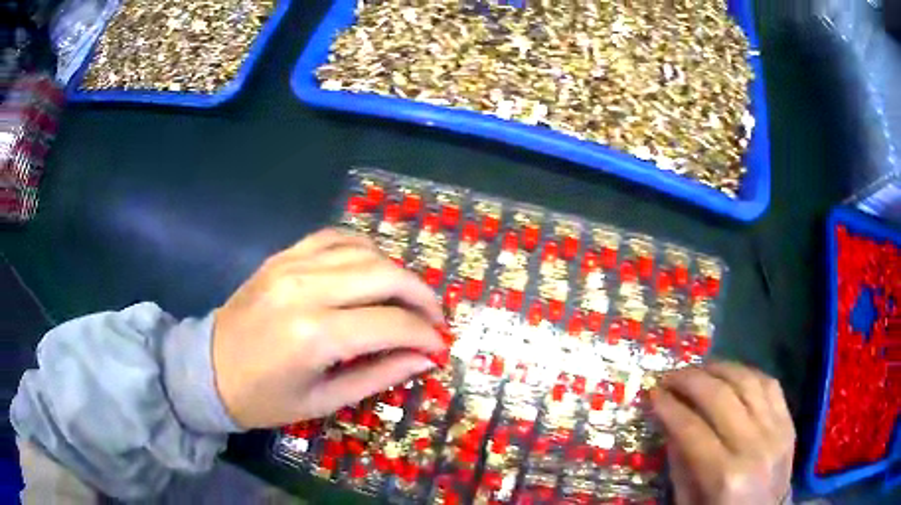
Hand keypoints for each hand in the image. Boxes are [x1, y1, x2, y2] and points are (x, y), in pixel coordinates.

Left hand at [212, 229, 445, 428]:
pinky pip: (334, 237)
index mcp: (314, 335)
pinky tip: (371, 269)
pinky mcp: (282, 256)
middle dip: (422, 296)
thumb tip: (424, 358)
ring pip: (365, 251)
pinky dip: (363, 249)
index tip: (439, 347)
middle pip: (385, 275)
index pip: (391, 324)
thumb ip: (378, 375)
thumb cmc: (264, 398)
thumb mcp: (323, 401)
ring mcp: (291, 265)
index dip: (425, 335)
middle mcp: (306, 289)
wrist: (208, 369)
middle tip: (434, 318)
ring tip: (407, 298)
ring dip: (396, 272)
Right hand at [651, 361, 794, 504]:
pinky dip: (747, 374)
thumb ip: (680, 464)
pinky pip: (770, 384)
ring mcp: (776, 430)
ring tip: (699, 369)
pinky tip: (731, 375)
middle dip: (690, 380)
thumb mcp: (689, 502)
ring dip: (719, 368)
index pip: (692, 429)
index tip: (653, 393)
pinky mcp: (789, 422)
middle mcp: (753, 447)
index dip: (669, 406)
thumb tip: (669, 423)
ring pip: (747, 382)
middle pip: (720, 397)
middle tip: (671, 376)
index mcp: (724, 476)